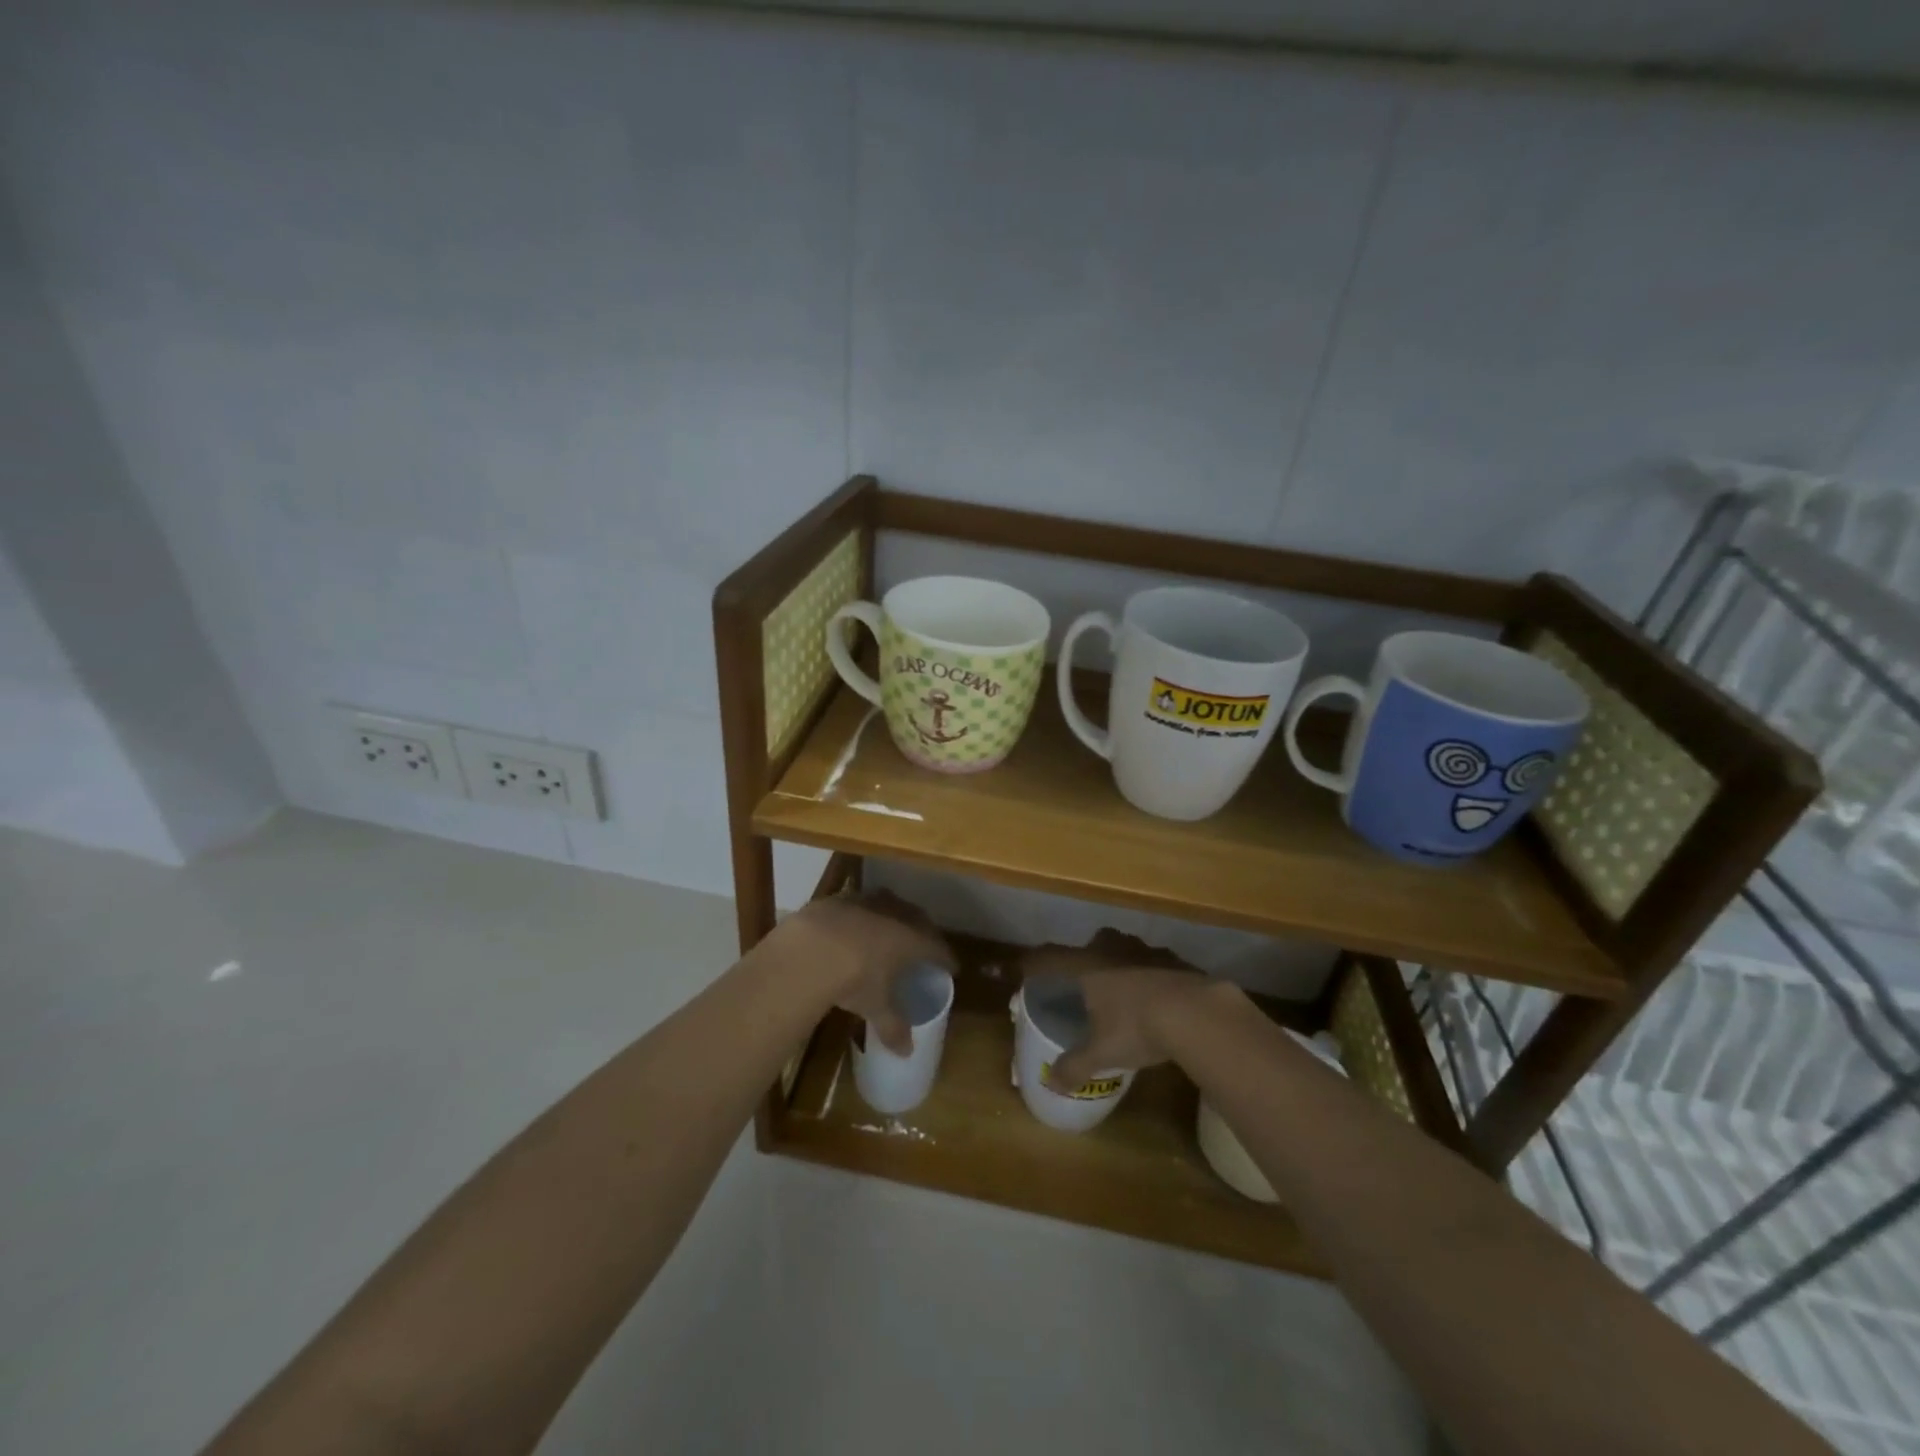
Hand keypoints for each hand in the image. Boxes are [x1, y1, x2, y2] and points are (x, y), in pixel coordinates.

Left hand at [778, 890, 952, 1054]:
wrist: (809, 948)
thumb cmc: (854, 978)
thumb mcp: (875, 1006)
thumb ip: (892, 1026)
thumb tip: (906, 1052)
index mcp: (911, 939)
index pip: (938, 947)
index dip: (946, 958)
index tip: (952, 967)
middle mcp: (894, 914)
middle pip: (918, 919)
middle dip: (924, 932)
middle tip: (924, 945)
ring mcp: (867, 902)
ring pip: (889, 905)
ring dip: (894, 916)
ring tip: (891, 930)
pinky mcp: (839, 899)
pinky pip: (860, 904)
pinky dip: (863, 914)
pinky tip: (855, 925)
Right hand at [1020, 930, 1223, 1090]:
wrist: (1197, 1012)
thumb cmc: (1137, 1028)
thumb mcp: (1101, 1053)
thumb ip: (1074, 1066)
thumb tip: (1052, 1082)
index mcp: (1087, 967)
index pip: (1049, 959)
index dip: (1030, 964)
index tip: (1016, 968)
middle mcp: (1113, 950)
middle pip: (1092, 943)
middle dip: (1086, 957)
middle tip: (1085, 981)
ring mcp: (1147, 951)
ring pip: (1126, 949)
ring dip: (1121, 963)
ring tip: (1124, 989)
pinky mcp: (1176, 960)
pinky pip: (1155, 962)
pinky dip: (1151, 975)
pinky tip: (1159, 998)